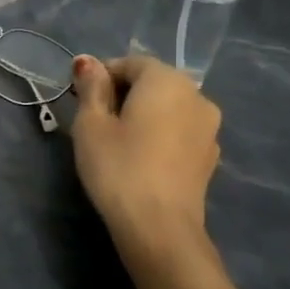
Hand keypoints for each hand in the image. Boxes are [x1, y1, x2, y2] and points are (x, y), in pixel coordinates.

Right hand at [70, 52, 221, 260]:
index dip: (101, 76)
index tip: (79, 99)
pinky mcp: (210, 156)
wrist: (159, 226)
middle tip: (93, 120)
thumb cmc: (118, 167)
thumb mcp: (90, 124)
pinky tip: (140, 158)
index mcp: (167, 80)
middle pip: (153, 82)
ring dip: (143, 114)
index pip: (130, 63)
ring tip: (116, 141)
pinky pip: (178, 131)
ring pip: (168, 108)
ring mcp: (209, 128)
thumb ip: (91, 88)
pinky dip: (159, 134)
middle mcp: (197, 96)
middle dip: (123, 93)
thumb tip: (88, 62)